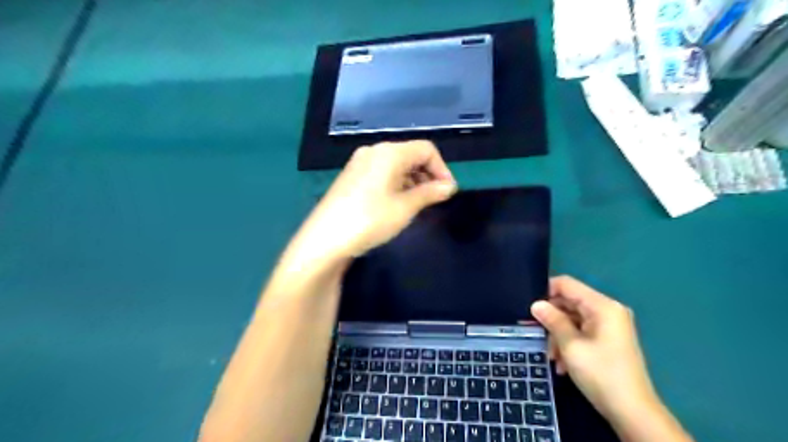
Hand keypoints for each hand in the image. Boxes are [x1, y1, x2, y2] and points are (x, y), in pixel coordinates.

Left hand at [293, 139, 454, 257]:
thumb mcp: (405, 207)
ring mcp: (359, 163)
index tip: (447, 192)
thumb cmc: (370, 220)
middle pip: (410, 154)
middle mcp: (373, 151)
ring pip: (396, 164)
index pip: (426, 149)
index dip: (442, 169)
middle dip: (428, 174)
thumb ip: (429, 193)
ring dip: (412, 180)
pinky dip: (396, 183)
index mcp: (389, 152)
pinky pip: (381, 172)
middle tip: (434, 199)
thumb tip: (449, 186)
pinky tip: (396, 203)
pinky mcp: (351, 176)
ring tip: (417, 204)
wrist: (325, 239)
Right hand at [529, 276, 660, 424]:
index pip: (567, 284)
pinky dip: (569, 343)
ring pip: (573, 320)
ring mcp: (609, 326)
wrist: (633, 413)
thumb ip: (552, 320)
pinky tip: (562, 364)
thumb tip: (536, 304)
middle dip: (551, 318)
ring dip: (558, 335)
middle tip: (535, 334)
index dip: (546, 291)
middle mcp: (607, 311)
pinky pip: (581, 332)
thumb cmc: (601, 374)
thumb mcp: (571, 345)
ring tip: (552, 357)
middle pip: (569, 302)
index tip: (530, 308)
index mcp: (602, 306)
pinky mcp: (608, 340)